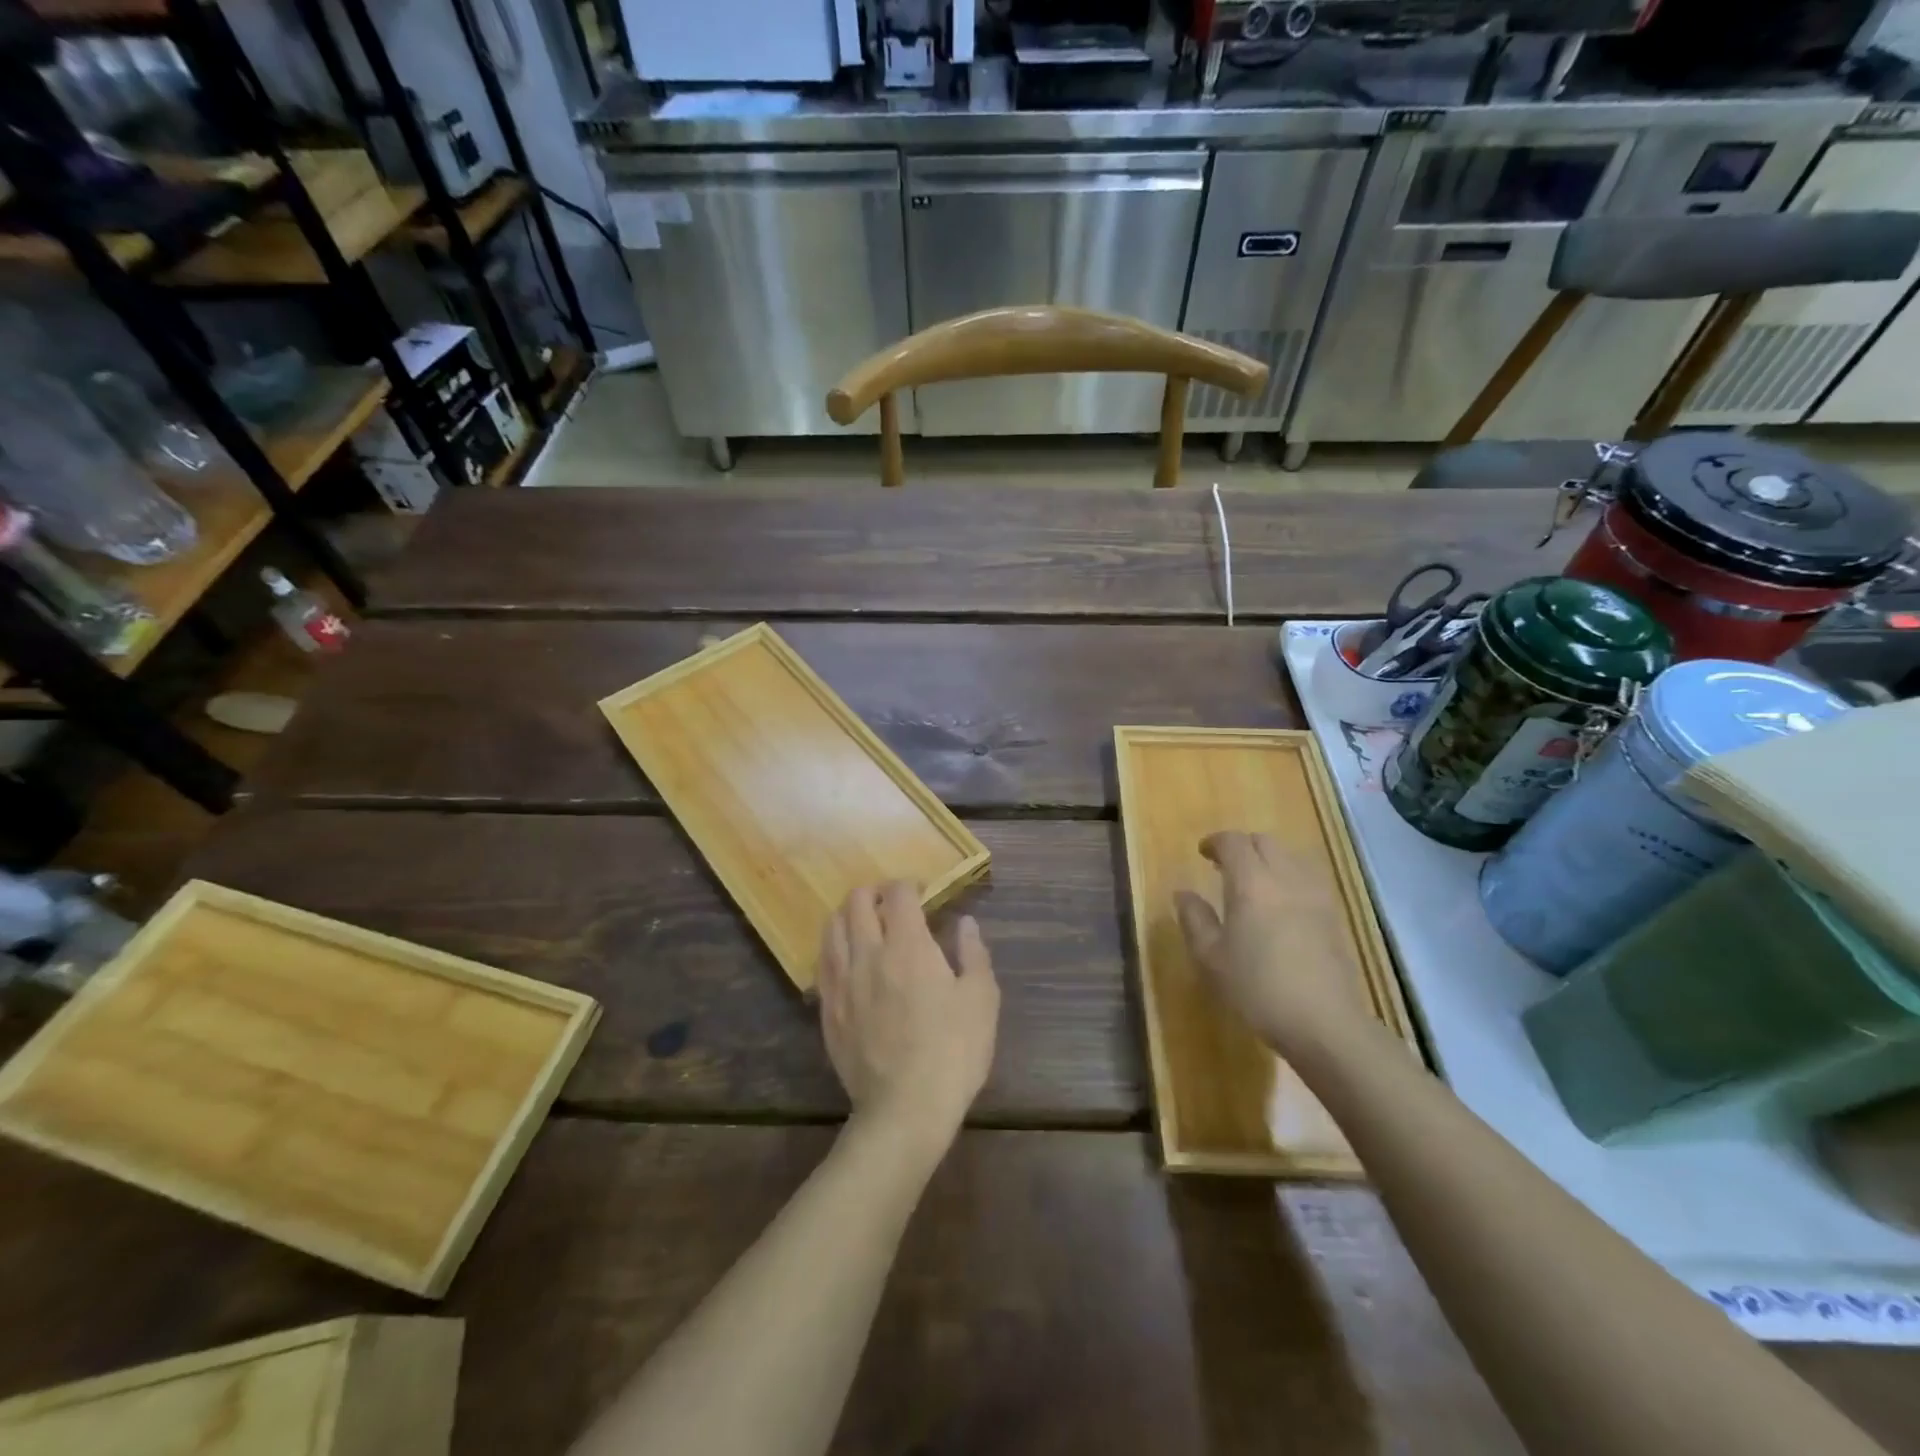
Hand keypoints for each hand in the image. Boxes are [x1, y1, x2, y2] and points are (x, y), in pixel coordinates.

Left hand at [819, 882, 999, 1150]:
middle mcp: (868, 953)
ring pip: (832, 927)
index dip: (909, 885)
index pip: (898, 894)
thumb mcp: (981, 1000)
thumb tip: (965, 923)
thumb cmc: (953, 1051)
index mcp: (908, 945)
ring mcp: (842, 981)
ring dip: (848, 915)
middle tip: (892, 903)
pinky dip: (834, 947)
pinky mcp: (828, 1008)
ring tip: (865, 923)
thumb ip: (973, 954)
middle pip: (857, 901)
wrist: (905, 1108)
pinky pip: (822, 962)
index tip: (922, 893)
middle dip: (874, 892)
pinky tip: (847, 958)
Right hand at [1174, 831, 1371, 1055]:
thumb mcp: (1211, 958)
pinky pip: (1307, 878)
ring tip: (1253, 884)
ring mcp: (1315, 895)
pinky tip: (1281, 905)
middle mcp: (1286, 878)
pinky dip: (1289, 878)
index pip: (1233, 842)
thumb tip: (1184, 893)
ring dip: (1268, 860)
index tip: (1202, 853)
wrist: (1324, 1023)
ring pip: (1290, 857)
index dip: (1215, 842)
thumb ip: (1194, 919)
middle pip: (1265, 842)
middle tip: (1224, 867)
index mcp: (1251, 883)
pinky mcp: (1334, 915)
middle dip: (1242, 846)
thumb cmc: (1257, 988)